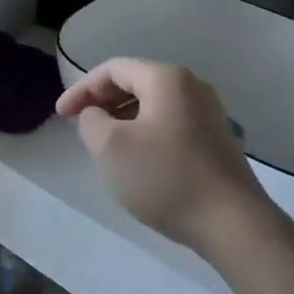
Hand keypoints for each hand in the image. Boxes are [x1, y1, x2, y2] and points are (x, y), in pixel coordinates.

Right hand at [57, 58, 284, 256]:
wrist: (233, 224)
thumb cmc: (165, 177)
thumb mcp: (109, 147)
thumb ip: (90, 121)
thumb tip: (95, 115)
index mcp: (166, 79)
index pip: (112, 69)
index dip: (81, 89)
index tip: (60, 115)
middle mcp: (191, 87)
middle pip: (134, 82)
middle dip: (101, 101)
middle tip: (78, 126)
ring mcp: (208, 114)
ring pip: (152, 105)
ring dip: (121, 118)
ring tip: (102, 144)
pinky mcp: (215, 140)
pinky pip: (169, 123)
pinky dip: (143, 132)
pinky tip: (135, 159)